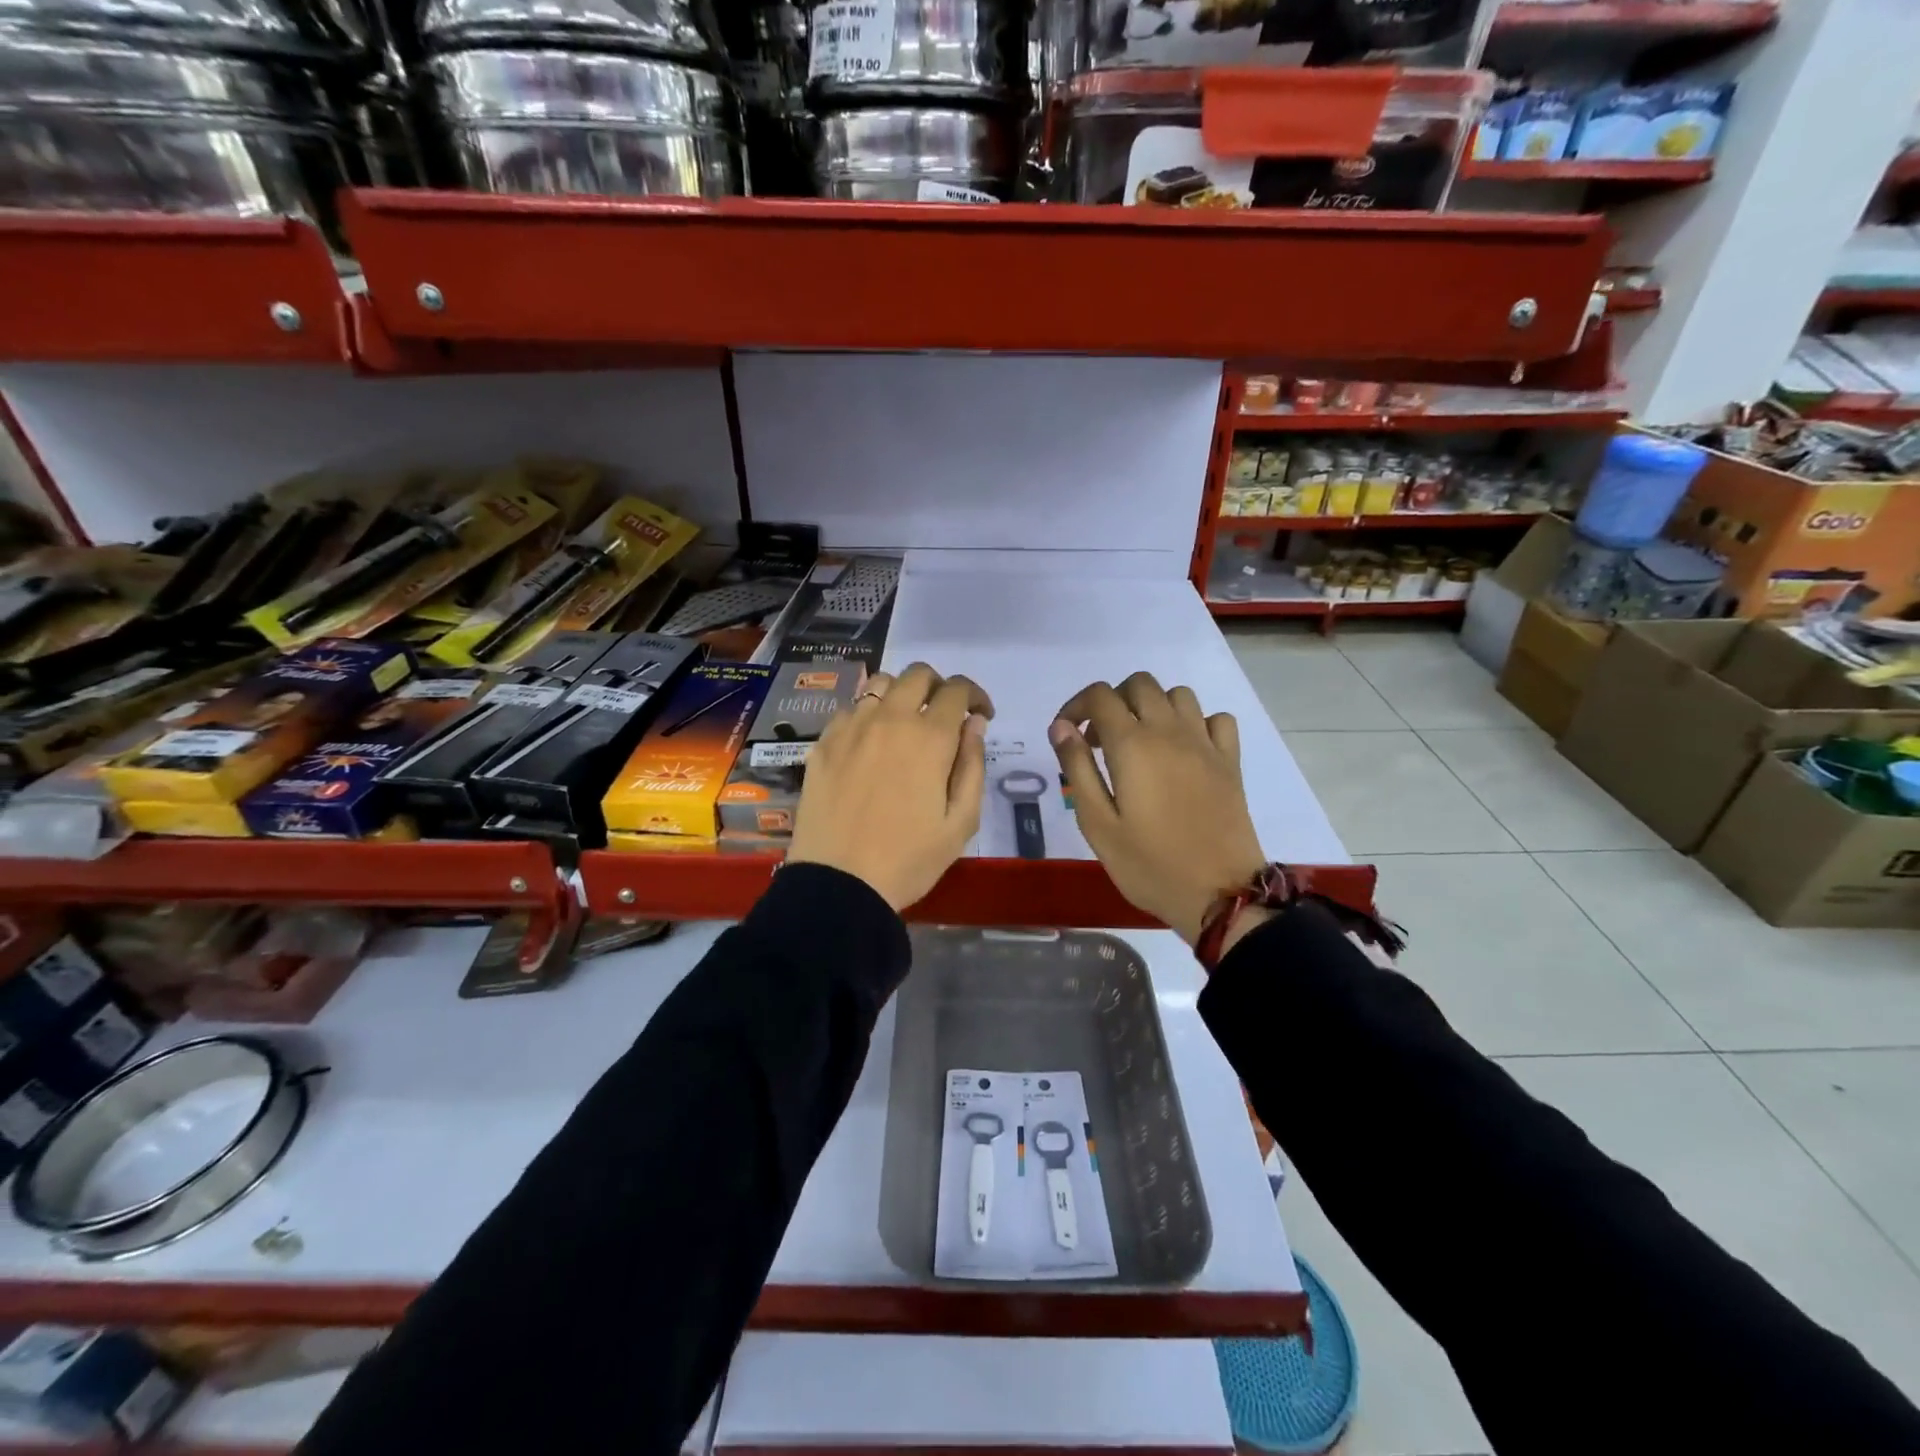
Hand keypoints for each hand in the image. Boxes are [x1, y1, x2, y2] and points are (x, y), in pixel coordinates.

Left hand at [789, 662, 993, 912]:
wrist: (838, 884)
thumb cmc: (909, 859)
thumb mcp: (960, 822)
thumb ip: (973, 766)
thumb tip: (974, 724)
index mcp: (929, 737)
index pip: (956, 690)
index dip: (975, 696)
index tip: (981, 717)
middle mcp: (889, 719)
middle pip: (917, 674)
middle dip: (939, 686)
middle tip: (944, 716)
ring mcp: (851, 728)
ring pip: (880, 685)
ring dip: (901, 695)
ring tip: (905, 725)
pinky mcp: (823, 744)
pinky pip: (850, 710)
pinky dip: (868, 716)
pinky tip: (869, 745)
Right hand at [1050, 672, 1265, 945]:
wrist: (1219, 893)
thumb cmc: (1148, 865)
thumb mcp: (1097, 824)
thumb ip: (1077, 768)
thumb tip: (1061, 727)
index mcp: (1132, 746)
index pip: (1099, 696)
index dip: (1076, 706)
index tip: (1067, 734)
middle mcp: (1170, 732)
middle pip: (1139, 684)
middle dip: (1113, 701)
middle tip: (1101, 741)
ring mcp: (1205, 744)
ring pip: (1178, 695)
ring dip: (1153, 707)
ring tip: (1141, 743)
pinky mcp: (1230, 761)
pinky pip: (1216, 719)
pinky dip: (1196, 723)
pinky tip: (1184, 750)